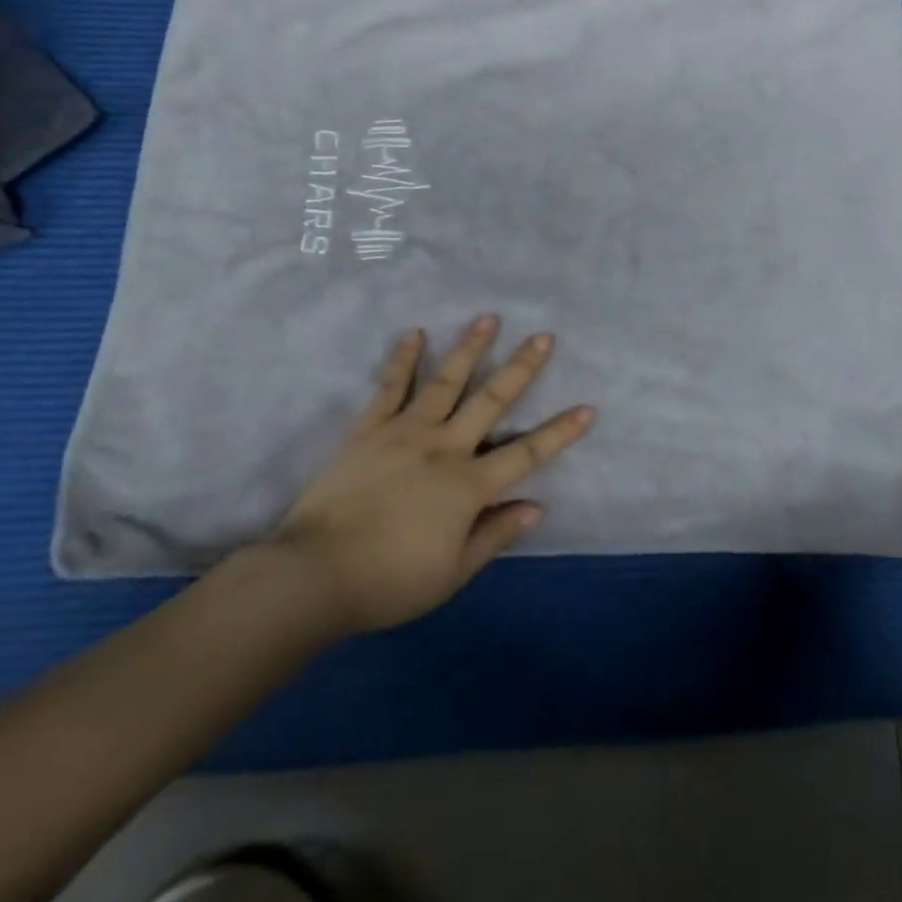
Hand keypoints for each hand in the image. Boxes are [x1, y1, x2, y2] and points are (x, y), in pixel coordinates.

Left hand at [264, 317, 593, 638]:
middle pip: (491, 401)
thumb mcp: (452, 573)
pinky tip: (415, 334)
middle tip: (543, 337)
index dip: (560, 432)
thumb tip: (536, 506)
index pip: (526, 453)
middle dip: (522, 368)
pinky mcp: (369, 429)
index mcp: (468, 485)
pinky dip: (404, 359)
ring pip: (446, 382)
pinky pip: (390, 387)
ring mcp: (405, 432)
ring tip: (488, 319)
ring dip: (470, 348)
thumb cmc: (389, 581)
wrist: (314, 574)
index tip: (587, 408)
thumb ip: (494, 535)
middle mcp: (444, 447)